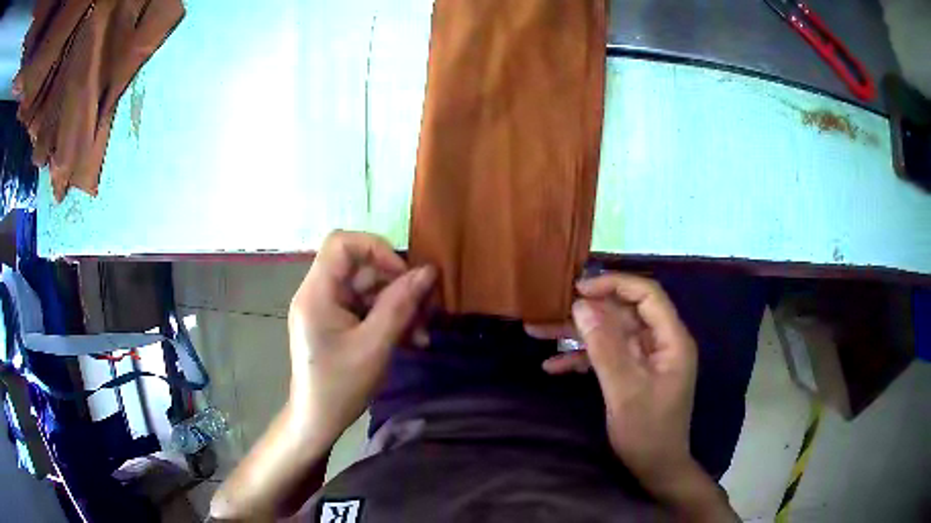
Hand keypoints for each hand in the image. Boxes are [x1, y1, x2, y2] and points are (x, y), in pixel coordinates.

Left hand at [288, 230, 434, 440]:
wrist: (318, 420)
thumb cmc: (339, 387)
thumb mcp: (374, 346)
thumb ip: (401, 305)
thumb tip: (428, 272)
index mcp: (317, 293)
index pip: (341, 244)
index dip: (376, 249)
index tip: (404, 275)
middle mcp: (320, 293)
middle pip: (362, 267)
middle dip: (398, 285)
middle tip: (428, 309)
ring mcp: (329, 308)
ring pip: (370, 288)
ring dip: (400, 306)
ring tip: (422, 333)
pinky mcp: (338, 322)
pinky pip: (368, 307)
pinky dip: (390, 318)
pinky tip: (411, 339)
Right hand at [525, 273, 696, 486]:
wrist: (655, 469)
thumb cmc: (647, 432)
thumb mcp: (624, 390)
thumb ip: (604, 347)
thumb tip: (580, 305)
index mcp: (671, 339)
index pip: (646, 294)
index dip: (614, 284)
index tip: (578, 290)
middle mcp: (660, 342)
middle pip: (623, 313)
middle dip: (586, 311)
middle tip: (549, 309)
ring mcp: (646, 358)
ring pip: (610, 334)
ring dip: (577, 335)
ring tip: (537, 331)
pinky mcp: (633, 373)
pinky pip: (607, 355)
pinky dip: (582, 358)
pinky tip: (552, 366)